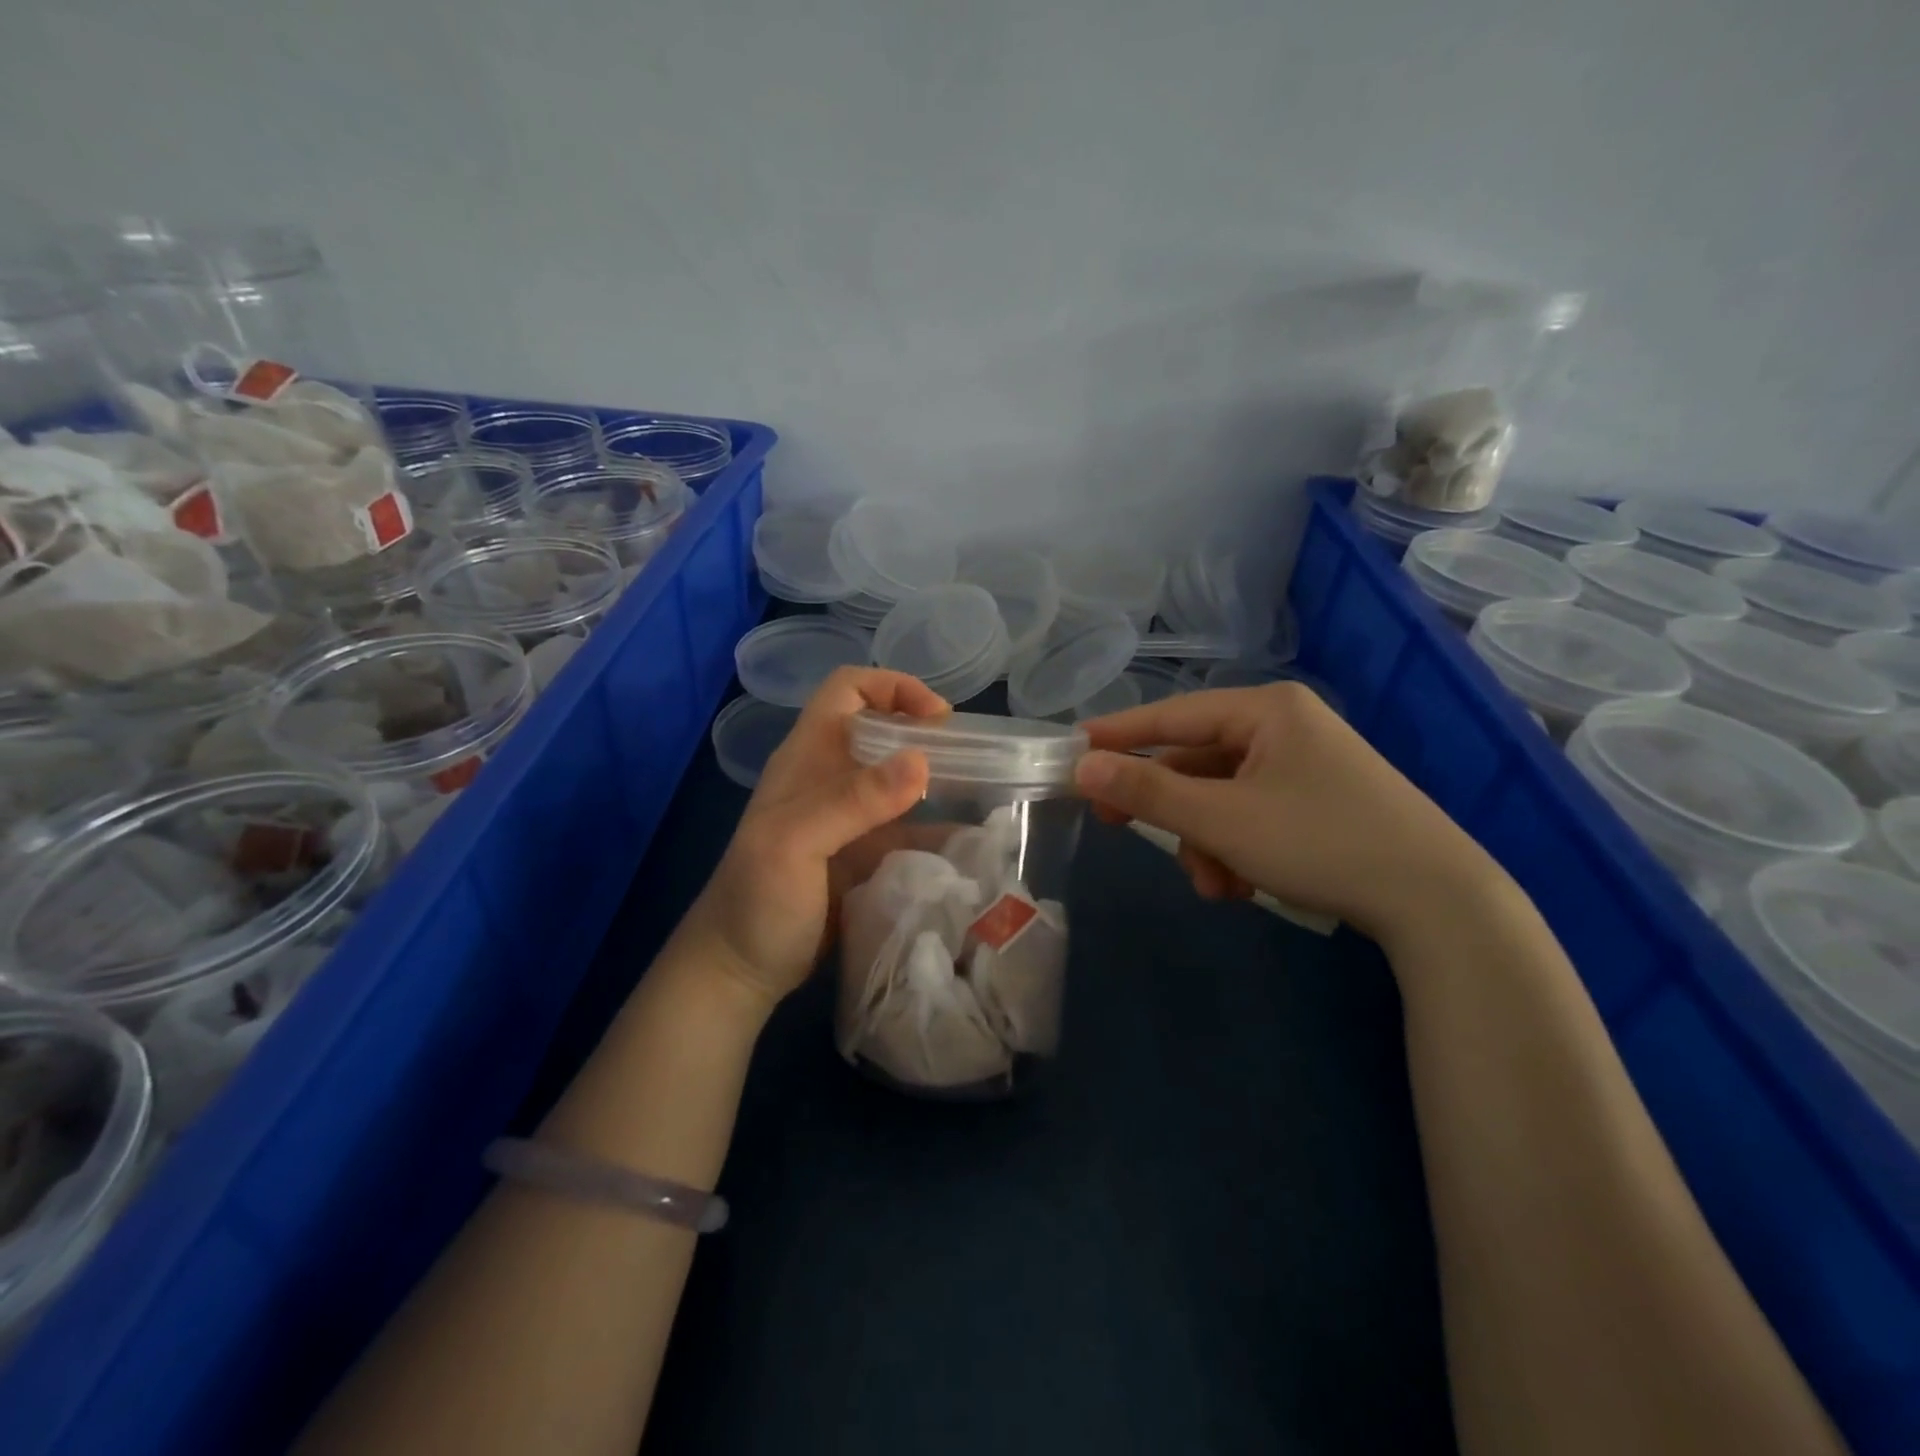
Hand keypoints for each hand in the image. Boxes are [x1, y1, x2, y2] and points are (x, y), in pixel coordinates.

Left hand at [682, 667, 948, 1007]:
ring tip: (983, 794)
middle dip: (925, 735)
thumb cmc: (757, 900)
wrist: (741, 969)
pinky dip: (938, 830)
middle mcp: (831, 776)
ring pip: (901, 780)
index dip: (893, 687)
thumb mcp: (796, 844)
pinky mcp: (866, 854)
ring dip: (939, 781)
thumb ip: (853, 800)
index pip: (848, 690)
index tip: (938, 717)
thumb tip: (922, 760)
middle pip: (883, 731)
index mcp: (808, 756)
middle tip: (971, 759)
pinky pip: (910, 829)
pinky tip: (970, 843)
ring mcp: (850, 817)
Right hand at [1076, 683, 1503, 943]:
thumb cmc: (1319, 841)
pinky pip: (1253, 814)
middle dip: (1169, 808)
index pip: (1171, 714)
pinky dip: (1236, 847)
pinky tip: (1243, 885)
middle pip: (1197, 760)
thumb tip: (1082, 766)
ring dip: (1204, 840)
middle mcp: (1286, 727)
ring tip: (1214, 884)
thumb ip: (1148, 790)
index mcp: (1266, 710)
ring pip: (1223, 795)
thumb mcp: (1221, 819)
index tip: (1072, 751)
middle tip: (1115, 825)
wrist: (1439, 902)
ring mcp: (1307, 766)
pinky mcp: (1321, 803)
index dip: (1118, 734)